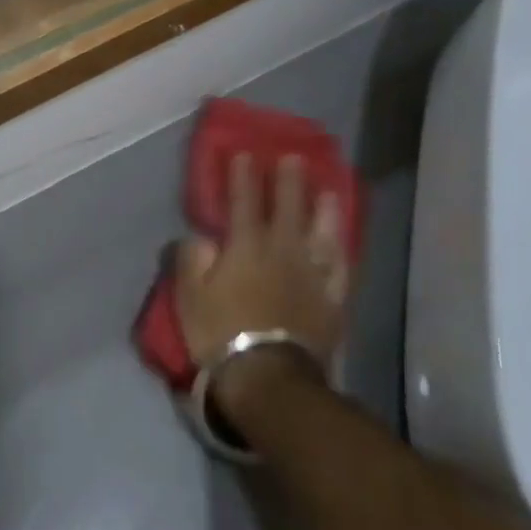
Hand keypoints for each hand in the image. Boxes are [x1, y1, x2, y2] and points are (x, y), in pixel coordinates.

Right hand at [174, 154, 349, 414]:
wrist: (268, 376)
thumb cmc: (220, 332)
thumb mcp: (189, 294)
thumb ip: (192, 258)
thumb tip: (200, 236)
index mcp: (245, 246)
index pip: (243, 201)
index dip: (242, 176)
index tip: (243, 153)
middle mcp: (282, 251)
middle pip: (287, 207)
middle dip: (288, 180)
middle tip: (292, 157)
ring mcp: (311, 274)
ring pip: (320, 232)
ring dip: (322, 208)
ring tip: (326, 190)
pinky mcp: (331, 299)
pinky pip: (340, 267)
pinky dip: (340, 249)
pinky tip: (341, 240)